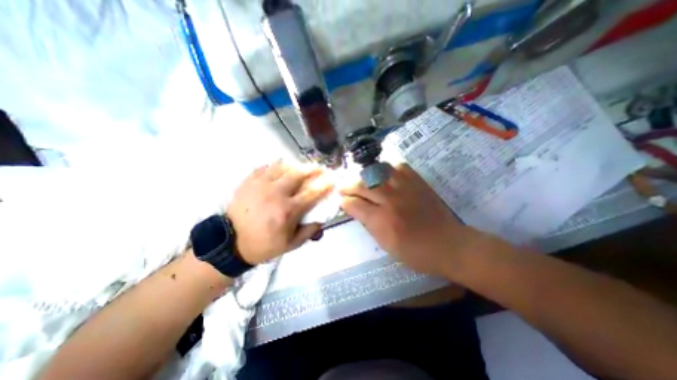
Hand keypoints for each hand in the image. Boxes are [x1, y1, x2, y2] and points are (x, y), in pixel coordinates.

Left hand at [227, 161, 332, 264]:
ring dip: (296, 165)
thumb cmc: (264, 245)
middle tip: (319, 167)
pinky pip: (266, 167)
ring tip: (301, 167)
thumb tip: (322, 219)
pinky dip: (277, 166)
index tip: (332, 179)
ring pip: (283, 166)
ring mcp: (261, 185)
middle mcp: (276, 193)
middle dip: (312, 168)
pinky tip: (281, 169)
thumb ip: (310, 231)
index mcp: (288, 210)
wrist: (231, 243)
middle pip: (298, 173)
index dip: (325, 184)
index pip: (312, 192)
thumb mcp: (291, 244)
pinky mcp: (249, 181)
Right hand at [341, 163, 494, 277]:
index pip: (355, 204)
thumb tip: (356, 209)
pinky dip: (388, 170)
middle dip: (349, 186)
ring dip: (365, 176)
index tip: (342, 202)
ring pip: (377, 172)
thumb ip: (369, 224)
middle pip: (362, 185)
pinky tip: (385, 176)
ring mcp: (405, 188)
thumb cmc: (415, 252)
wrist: (448, 244)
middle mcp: (390, 200)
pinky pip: (398, 167)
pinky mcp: (417, 182)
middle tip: (344, 187)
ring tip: (362, 180)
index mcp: (382, 220)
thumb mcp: (386, 245)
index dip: (345, 202)